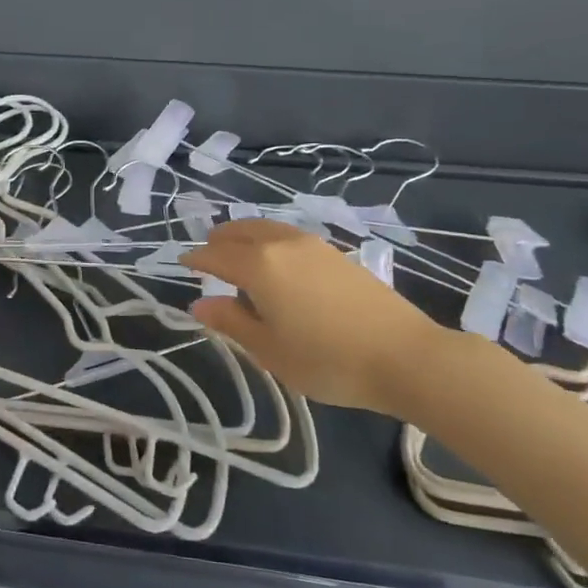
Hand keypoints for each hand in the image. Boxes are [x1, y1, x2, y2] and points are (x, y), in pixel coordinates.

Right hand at [185, 219, 447, 416]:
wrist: (404, 355)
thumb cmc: (327, 360)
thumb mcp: (270, 350)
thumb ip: (231, 323)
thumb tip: (199, 304)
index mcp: (258, 265)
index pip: (216, 254)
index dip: (196, 259)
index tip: (182, 264)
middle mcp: (281, 243)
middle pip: (239, 230)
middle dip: (218, 240)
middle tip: (208, 256)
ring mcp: (312, 244)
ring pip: (265, 227)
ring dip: (244, 236)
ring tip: (239, 256)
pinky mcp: (335, 252)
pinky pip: (287, 235)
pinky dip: (269, 240)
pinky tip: (276, 263)